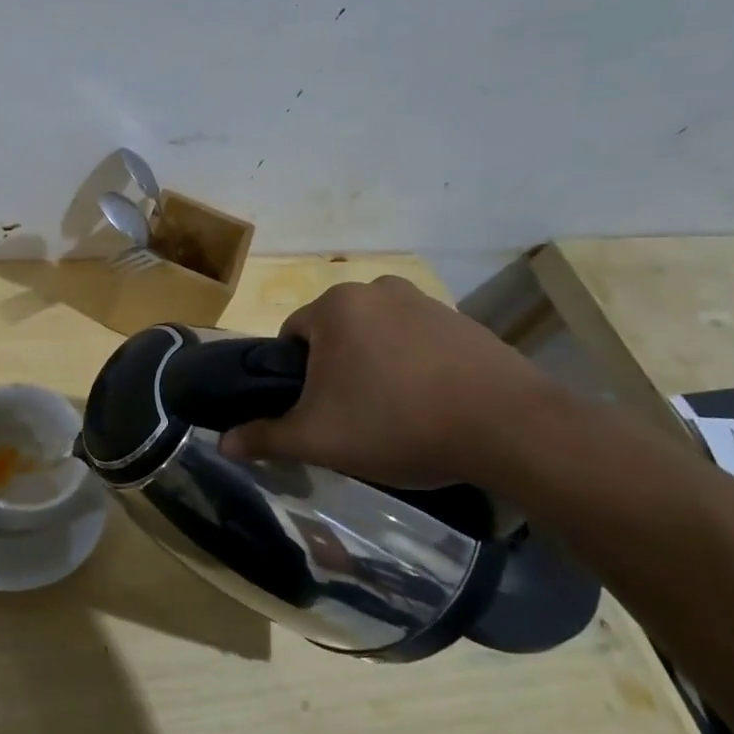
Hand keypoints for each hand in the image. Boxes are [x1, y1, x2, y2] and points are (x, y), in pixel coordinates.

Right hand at [217, 275, 559, 487]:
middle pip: (335, 334)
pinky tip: (431, 403)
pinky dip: (414, 365)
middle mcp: (376, 290)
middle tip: (352, 416)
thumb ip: (265, 437)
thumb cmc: (397, 424)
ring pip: (377, 336)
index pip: (291, 337)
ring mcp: (425, 301)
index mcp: (335, 307)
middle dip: (335, 369)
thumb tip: (222, 443)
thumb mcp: (319, 439)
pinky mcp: (464, 320)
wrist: (511, 429)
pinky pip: (418, 340)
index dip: (295, 378)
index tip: (315, 411)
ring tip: (394, 412)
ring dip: (374, 365)